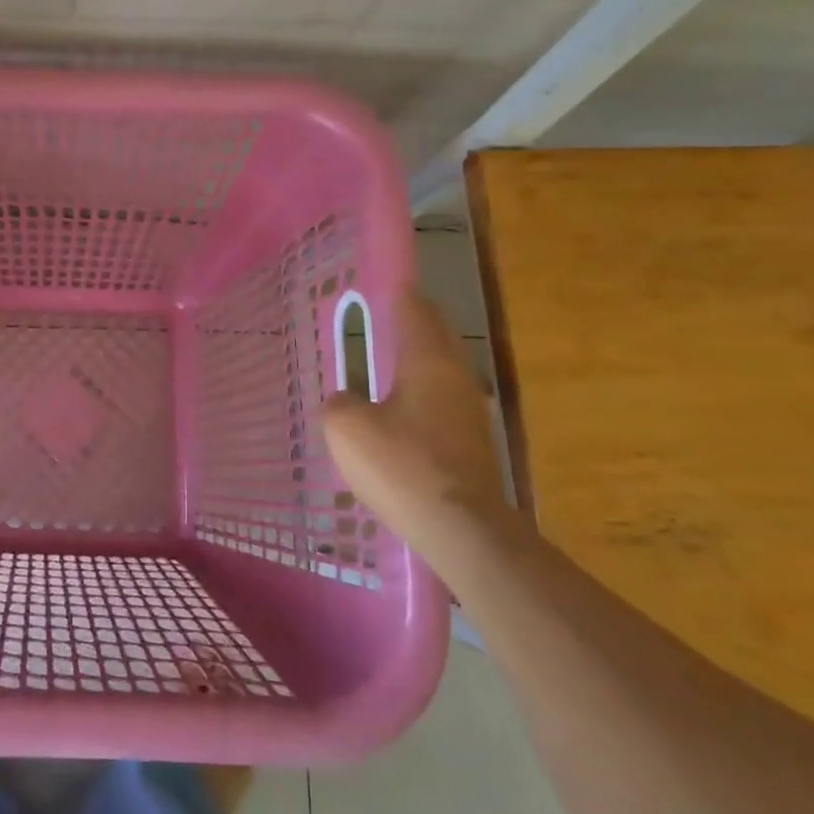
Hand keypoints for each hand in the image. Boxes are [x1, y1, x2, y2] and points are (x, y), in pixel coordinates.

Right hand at [323, 291, 510, 550]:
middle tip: (386, 315)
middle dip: (414, 323)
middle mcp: (456, 379)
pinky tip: (402, 409)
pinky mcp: (472, 445)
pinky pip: (443, 402)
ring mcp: (470, 414)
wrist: (462, 531)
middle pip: (438, 337)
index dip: (399, 294)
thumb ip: (340, 402)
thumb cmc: (402, 466)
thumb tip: (350, 400)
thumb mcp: (347, 428)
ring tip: (389, 359)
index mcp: (428, 362)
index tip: (386, 283)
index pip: (415, 312)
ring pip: (443, 371)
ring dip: (419, 360)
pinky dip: (422, 393)